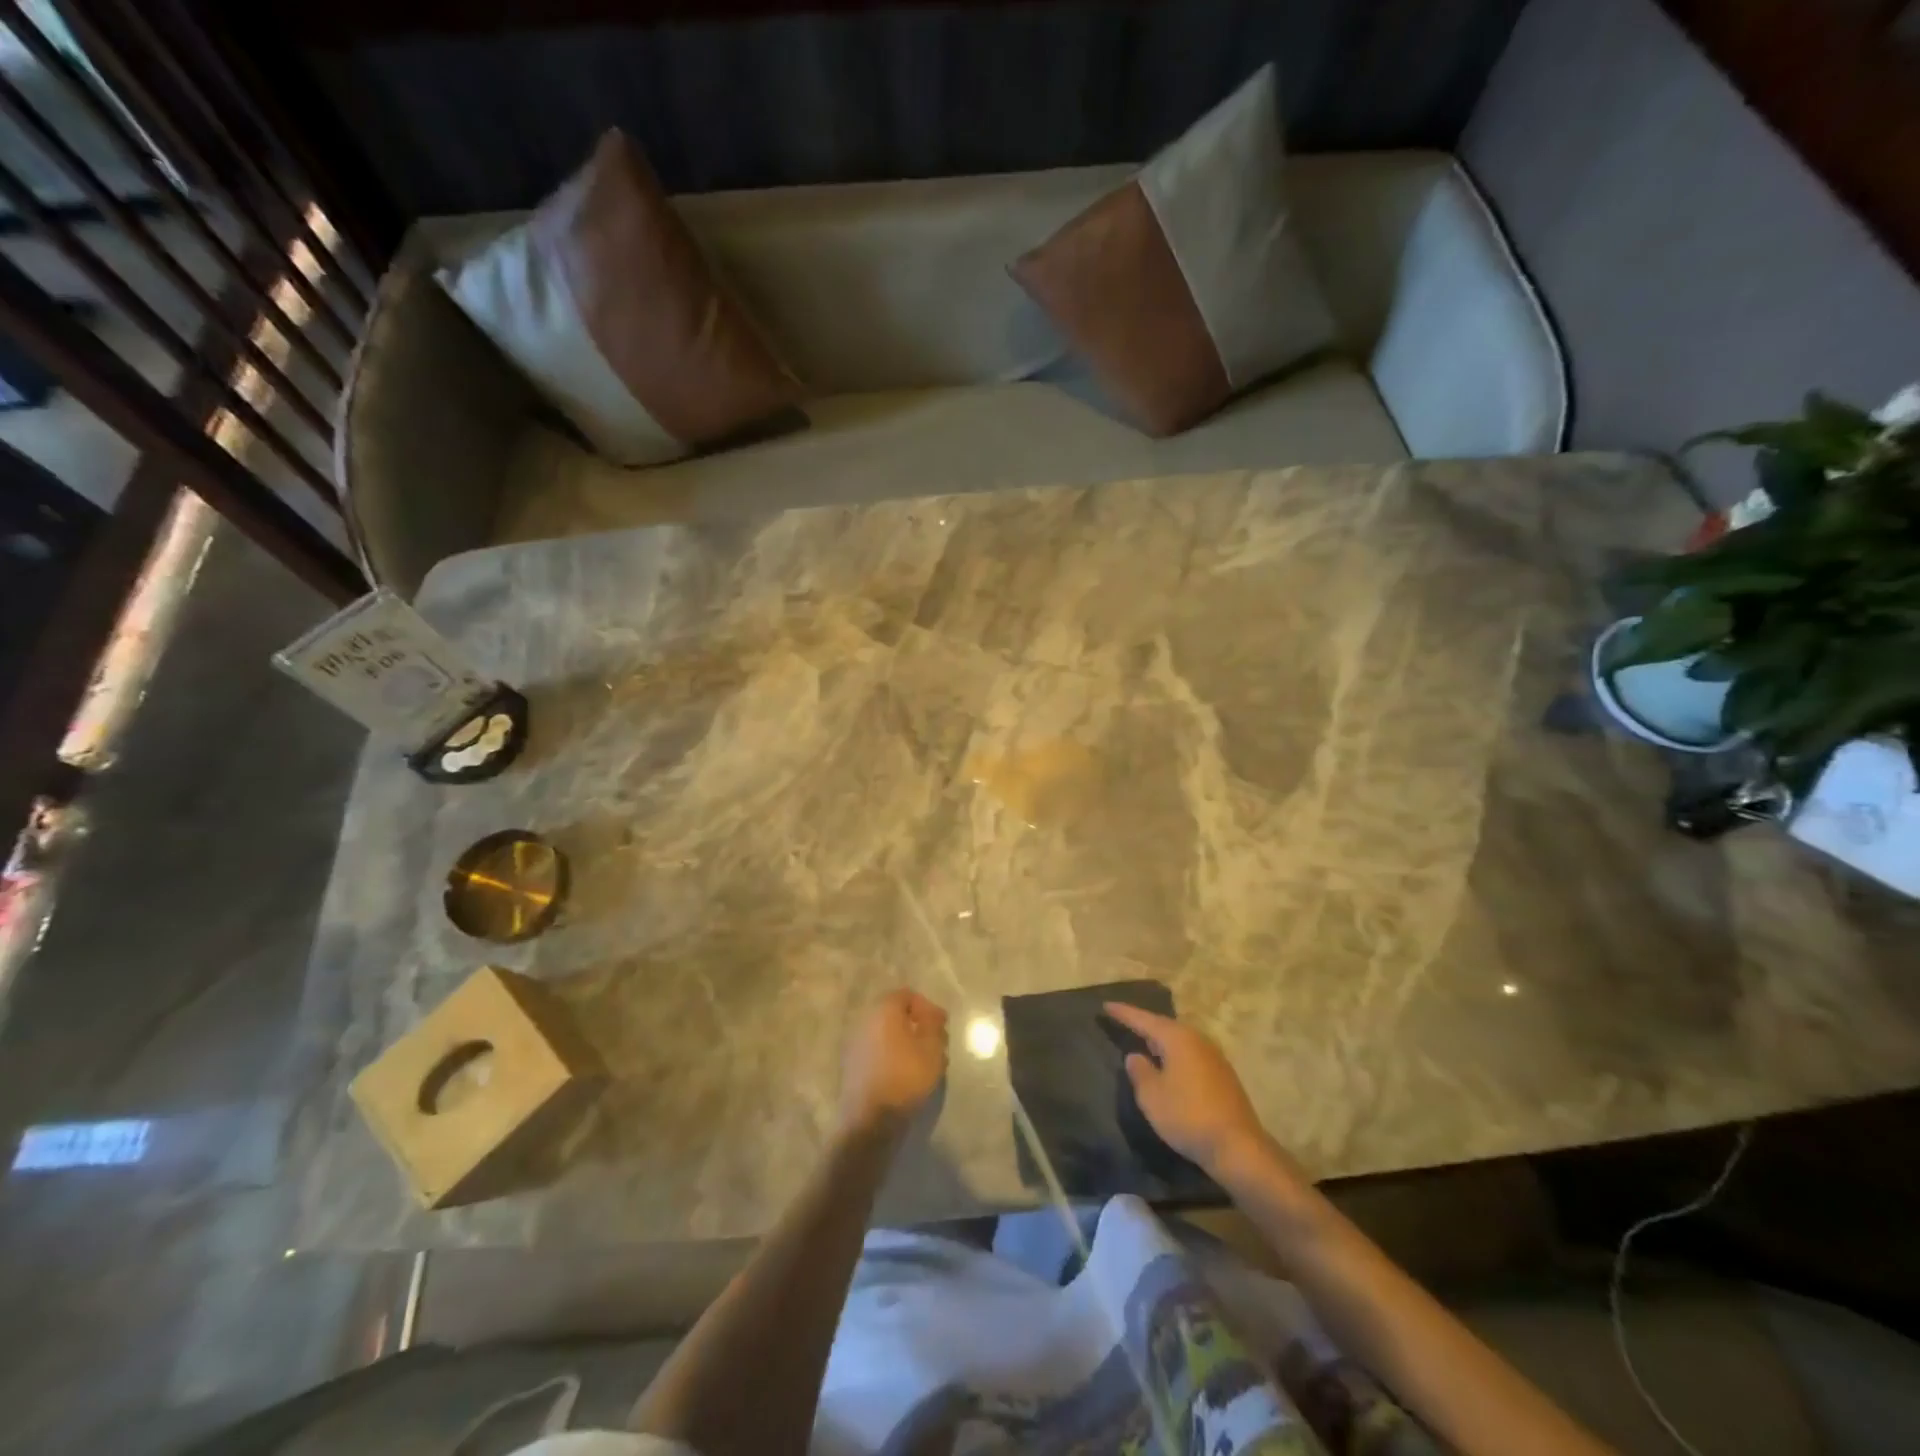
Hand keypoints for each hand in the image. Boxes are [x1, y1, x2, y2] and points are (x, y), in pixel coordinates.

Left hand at [838, 990, 948, 1135]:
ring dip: (905, 1042)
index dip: (927, 1007)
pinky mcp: (851, 1065)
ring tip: (923, 1061)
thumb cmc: (905, 1077)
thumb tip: (930, 1013)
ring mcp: (855, 1043)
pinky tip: (905, 1074)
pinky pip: (876, 1051)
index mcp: (884, 1010)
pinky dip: (891, 1056)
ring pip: (886, 1034)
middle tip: (935, 1043)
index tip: (942, 1026)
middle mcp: (865, 1020)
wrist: (869, 1119)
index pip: (907, 995)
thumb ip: (933, 1024)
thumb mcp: (931, 1048)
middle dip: (917, 1025)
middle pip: (895, 1014)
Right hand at [1104, 1002, 1276, 1178]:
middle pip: (1165, 1026)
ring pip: (1180, 1041)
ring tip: (1144, 1042)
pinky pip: (1191, 1055)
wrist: (1237, 1146)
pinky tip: (1169, 1066)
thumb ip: (1139, 1071)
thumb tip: (1135, 1056)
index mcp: (1177, 1038)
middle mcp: (1197, 1040)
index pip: (1144, 1019)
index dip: (1124, 1013)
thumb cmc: (1187, 1115)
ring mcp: (1214, 1057)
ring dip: (1161, 1041)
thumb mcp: (1152, 1096)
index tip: (1106, 1005)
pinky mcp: (1223, 1076)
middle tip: (1124, 1022)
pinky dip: (1175, 1055)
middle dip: (1144, 1025)